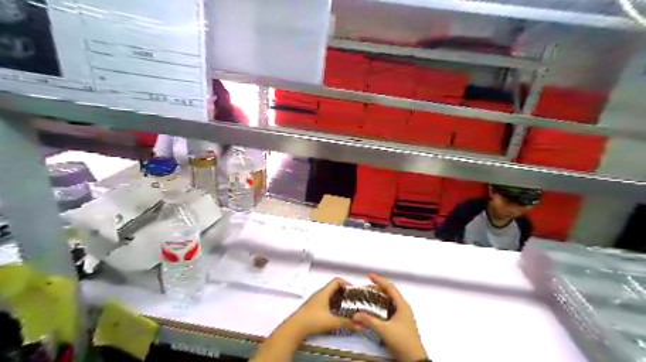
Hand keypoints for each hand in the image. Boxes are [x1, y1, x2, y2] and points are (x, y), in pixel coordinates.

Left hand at [283, 277, 362, 338]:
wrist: (294, 328)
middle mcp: (320, 293)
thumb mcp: (332, 322)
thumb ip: (347, 323)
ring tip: (347, 307)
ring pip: (329, 295)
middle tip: (353, 300)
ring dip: (338, 299)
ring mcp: (315, 300)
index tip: (354, 291)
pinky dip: (332, 304)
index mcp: (324, 292)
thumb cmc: (313, 320)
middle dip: (344, 292)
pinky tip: (336, 314)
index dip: (346, 283)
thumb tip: (361, 326)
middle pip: (334, 287)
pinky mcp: (312, 307)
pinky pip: (325, 301)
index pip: (337, 280)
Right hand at [351, 274, 427, 361]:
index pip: (390, 288)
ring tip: (367, 298)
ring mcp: (403, 316)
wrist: (414, 360)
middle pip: (389, 294)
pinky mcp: (400, 324)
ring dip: (379, 299)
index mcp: (402, 305)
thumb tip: (355, 314)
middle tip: (365, 289)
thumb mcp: (384, 330)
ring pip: (389, 303)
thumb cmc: (402, 341)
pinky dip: (381, 308)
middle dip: (377, 290)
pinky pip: (389, 310)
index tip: (369, 276)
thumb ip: (369, 321)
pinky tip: (373, 311)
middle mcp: (403, 308)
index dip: (379, 281)